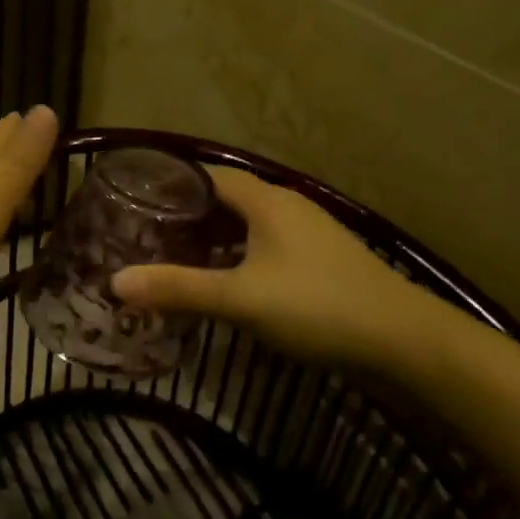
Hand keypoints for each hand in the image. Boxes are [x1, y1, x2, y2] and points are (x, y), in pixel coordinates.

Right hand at [112, 168, 455, 370]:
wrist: (403, 341)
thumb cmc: (317, 306)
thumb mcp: (240, 298)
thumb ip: (178, 289)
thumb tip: (115, 282)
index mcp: (266, 200)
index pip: (206, 177)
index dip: (170, 187)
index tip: (134, 203)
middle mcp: (287, 206)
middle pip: (225, 201)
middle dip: (186, 217)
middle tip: (145, 238)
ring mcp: (308, 234)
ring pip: (247, 227)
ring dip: (212, 241)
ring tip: (175, 261)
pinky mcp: (319, 262)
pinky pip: (265, 248)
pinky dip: (237, 259)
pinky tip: (225, 286)